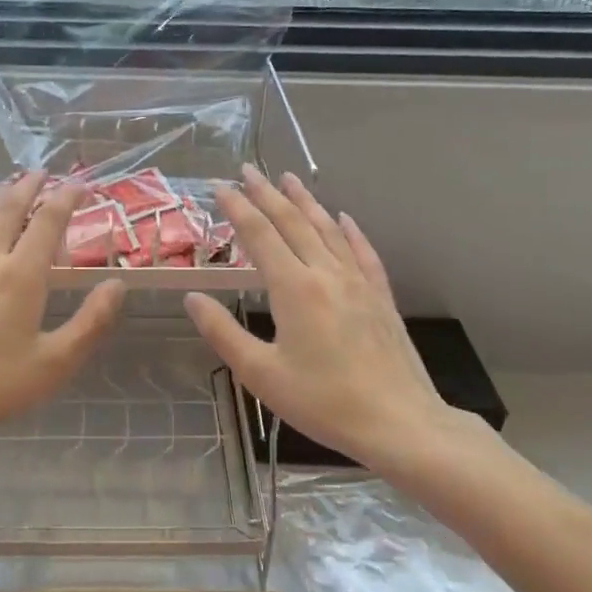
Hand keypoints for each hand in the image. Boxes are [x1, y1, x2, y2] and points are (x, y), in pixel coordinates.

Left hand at [0, 173, 125, 449]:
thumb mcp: (55, 363)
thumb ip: (91, 322)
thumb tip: (117, 285)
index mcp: (20, 276)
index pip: (48, 222)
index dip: (66, 198)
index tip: (80, 185)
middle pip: (7, 209)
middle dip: (27, 187)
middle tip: (41, 174)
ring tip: (6, 189)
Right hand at [183, 166, 497, 471]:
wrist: (399, 422)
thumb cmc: (323, 402)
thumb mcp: (261, 374)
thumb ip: (223, 332)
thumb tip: (193, 298)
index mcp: (294, 288)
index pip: (260, 235)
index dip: (238, 208)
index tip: (220, 186)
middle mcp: (326, 273)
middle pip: (293, 222)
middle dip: (268, 193)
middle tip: (248, 169)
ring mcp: (358, 282)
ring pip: (328, 229)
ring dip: (306, 201)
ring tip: (289, 178)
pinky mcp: (381, 296)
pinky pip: (362, 251)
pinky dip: (350, 230)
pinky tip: (344, 217)